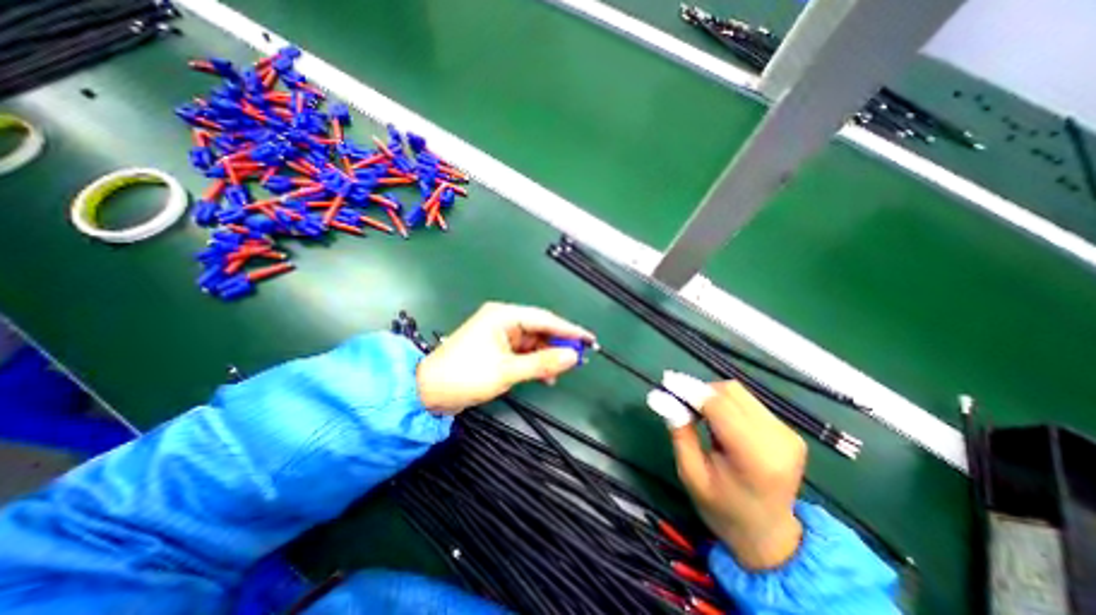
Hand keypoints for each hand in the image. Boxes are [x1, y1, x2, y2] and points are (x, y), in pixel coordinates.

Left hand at [415, 301, 595, 413]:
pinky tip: (544, 375)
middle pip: (540, 329)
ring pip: (533, 341)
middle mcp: (503, 320)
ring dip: (546, 356)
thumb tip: (573, 356)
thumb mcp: (507, 370)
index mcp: (503, 315)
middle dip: (558, 344)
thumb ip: (542, 363)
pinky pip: (524, 351)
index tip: (589, 339)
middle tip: (578, 359)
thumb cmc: (465, 376)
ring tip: (559, 372)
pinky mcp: (497, 347)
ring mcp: (500, 334)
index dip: (568, 329)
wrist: (429, 391)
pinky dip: (535, 362)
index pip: (544, 318)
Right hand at [668, 382, 803, 569]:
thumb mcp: (691, 474)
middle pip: (730, 392)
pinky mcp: (789, 431)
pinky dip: (726, 403)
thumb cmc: (722, 509)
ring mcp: (788, 434)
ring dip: (713, 396)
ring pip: (739, 393)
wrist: (769, 536)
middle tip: (679, 402)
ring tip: (699, 414)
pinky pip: (748, 402)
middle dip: (700, 391)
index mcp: (754, 457)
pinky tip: (718, 421)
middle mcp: (778, 440)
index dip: (690, 390)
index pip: (719, 406)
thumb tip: (662, 397)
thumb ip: (680, 432)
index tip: (666, 383)